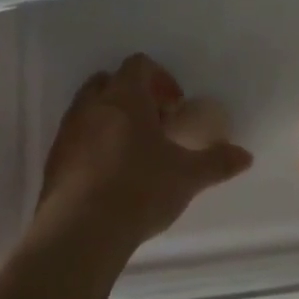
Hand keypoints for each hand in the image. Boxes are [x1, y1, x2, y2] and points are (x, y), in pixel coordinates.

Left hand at [36, 53, 252, 252]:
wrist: (79, 233)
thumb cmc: (139, 189)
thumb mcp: (187, 176)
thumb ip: (217, 162)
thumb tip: (246, 156)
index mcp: (125, 96)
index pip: (139, 65)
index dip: (160, 79)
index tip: (174, 106)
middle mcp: (92, 105)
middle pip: (109, 82)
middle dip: (132, 96)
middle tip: (153, 124)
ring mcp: (67, 132)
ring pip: (89, 109)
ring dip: (110, 120)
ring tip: (132, 153)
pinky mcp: (53, 162)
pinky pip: (75, 140)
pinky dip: (92, 147)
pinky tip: (109, 178)